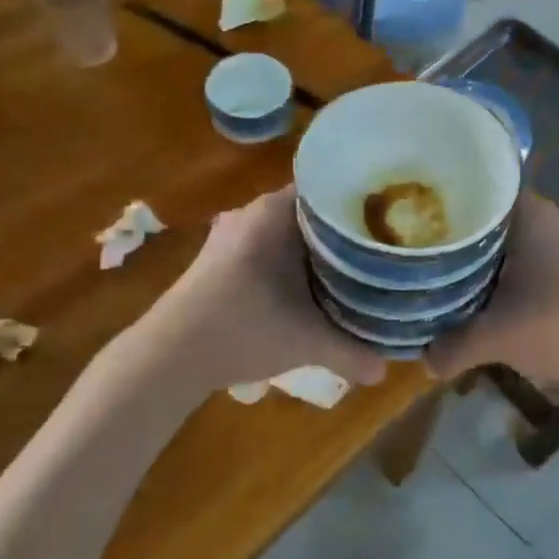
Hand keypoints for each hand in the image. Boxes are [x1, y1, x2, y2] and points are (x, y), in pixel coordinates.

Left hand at [151, 187, 388, 394]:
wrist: (169, 355)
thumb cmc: (244, 329)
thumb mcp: (307, 341)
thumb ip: (352, 352)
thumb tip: (386, 369)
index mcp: (275, 211)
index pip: (330, 188)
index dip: (361, 202)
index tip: (389, 219)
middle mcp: (253, 212)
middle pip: (311, 211)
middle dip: (343, 229)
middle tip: (379, 247)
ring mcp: (231, 233)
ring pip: (288, 230)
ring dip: (314, 247)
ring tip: (352, 266)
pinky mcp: (218, 257)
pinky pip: (267, 245)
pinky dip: (289, 259)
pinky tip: (307, 285)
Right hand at [428, 194, 558, 402]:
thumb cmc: (556, 326)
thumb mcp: (493, 339)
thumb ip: (452, 346)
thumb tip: (424, 360)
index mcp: (533, 215)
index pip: (487, 194)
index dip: (457, 210)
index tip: (431, 227)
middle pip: (506, 223)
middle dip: (477, 243)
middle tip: (443, 262)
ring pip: (531, 246)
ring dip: (507, 265)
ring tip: (472, 287)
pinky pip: (552, 266)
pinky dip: (532, 281)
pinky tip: (516, 307)